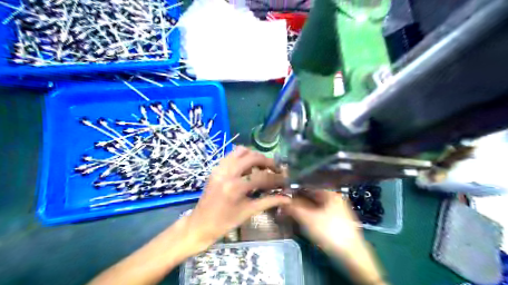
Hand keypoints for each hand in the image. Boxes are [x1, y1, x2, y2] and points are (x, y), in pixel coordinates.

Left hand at [186, 147, 288, 251]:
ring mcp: (219, 168)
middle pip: (253, 157)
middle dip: (267, 161)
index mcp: (235, 187)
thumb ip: (269, 201)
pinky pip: (232, 155)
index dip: (276, 178)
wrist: (200, 224)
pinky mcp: (216, 168)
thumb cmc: (224, 223)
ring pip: (241, 151)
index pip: (262, 176)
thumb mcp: (248, 212)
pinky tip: (248, 168)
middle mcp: (227, 172)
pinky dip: (243, 157)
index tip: (285, 180)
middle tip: (275, 170)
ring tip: (261, 167)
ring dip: (254, 156)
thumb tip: (287, 198)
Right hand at [284, 191, 362, 254]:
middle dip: (298, 200)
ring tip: (290, 212)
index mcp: (330, 194)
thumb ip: (293, 208)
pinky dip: (309, 214)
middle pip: (312, 196)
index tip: (283, 194)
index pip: (308, 186)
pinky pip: (319, 213)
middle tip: (285, 205)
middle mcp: (334, 199)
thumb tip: (281, 201)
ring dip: (303, 208)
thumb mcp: (308, 219)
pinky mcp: (337, 221)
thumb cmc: (329, 232)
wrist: (352, 255)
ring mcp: (337, 210)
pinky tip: (302, 219)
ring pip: (315, 205)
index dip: (295, 189)